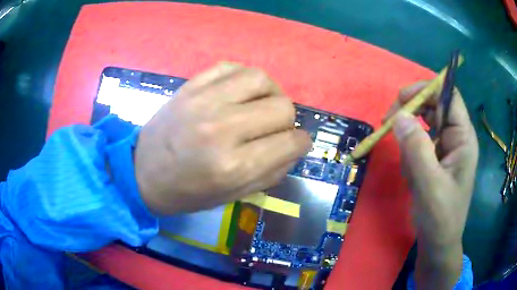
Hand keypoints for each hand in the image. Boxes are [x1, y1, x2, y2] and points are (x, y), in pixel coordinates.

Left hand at [134, 63, 311, 214]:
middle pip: (282, 107)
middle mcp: (222, 128)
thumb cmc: (187, 192)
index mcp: (233, 165)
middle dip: (287, 121)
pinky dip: (244, 78)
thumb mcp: (232, 196)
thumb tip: (294, 149)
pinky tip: (240, 92)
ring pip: (261, 79)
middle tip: (276, 129)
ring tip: (262, 105)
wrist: (141, 172)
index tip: (297, 144)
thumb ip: (271, 173)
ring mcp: (204, 101)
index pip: (290, 142)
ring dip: (271, 93)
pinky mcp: (190, 86)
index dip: (301, 143)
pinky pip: (231, 67)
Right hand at [384, 82, 477, 288]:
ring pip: (423, 124)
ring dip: (409, 137)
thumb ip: (416, 149)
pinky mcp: (435, 158)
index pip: (448, 96)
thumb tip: (399, 117)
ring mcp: (445, 148)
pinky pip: (419, 142)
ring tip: (407, 166)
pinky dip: (410, 152)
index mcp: (463, 138)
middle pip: (433, 106)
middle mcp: (456, 137)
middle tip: (389, 122)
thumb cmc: (440, 217)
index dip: (428, 89)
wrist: (437, 243)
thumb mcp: (429, 185)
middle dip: (412, 111)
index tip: (402, 98)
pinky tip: (411, 174)